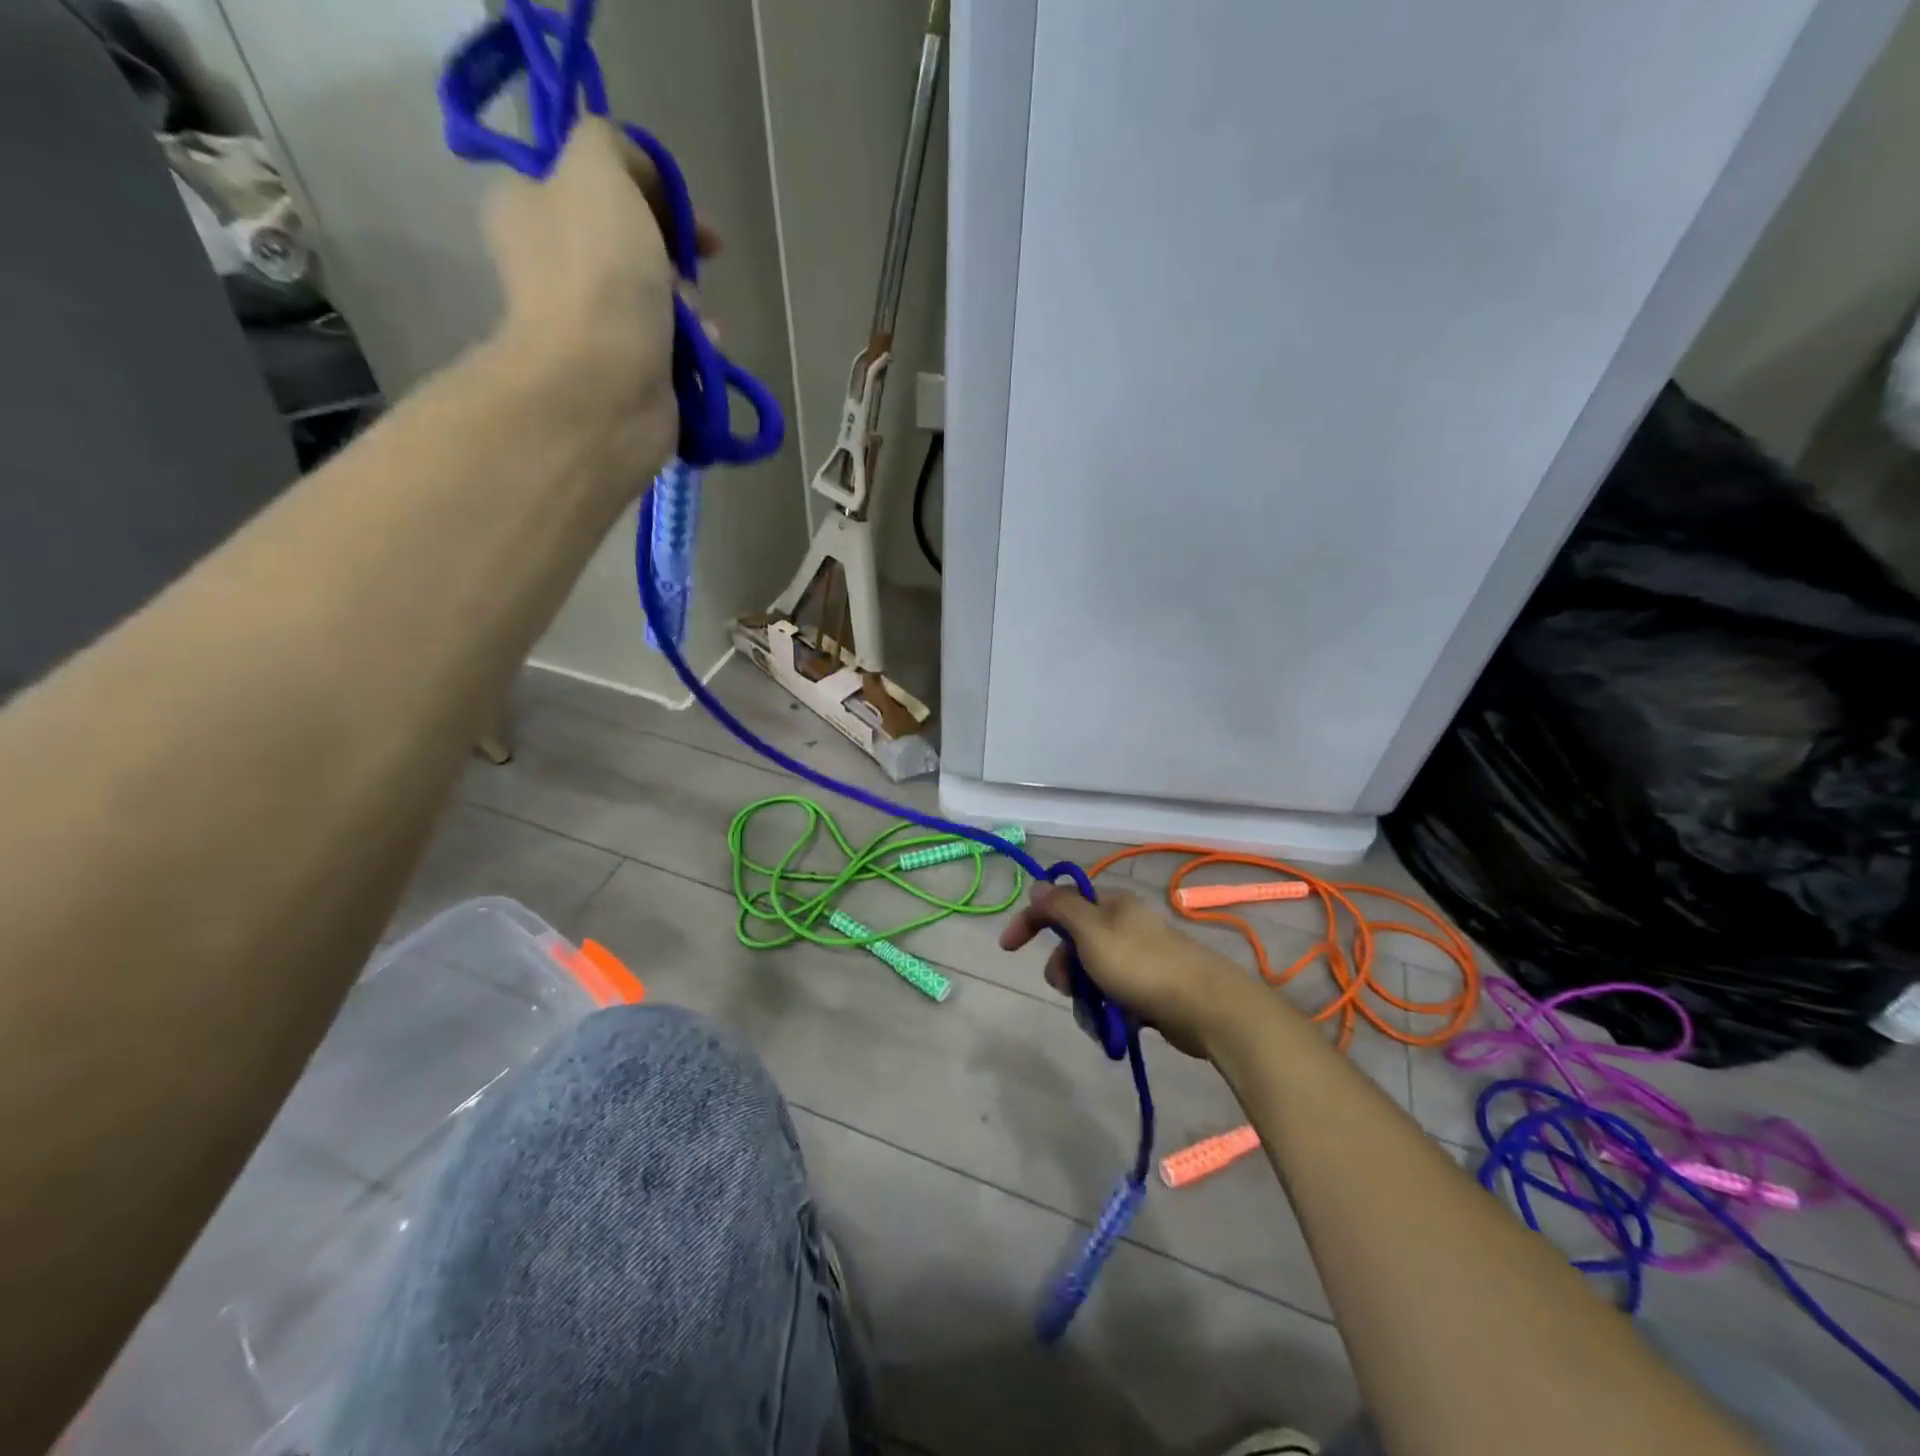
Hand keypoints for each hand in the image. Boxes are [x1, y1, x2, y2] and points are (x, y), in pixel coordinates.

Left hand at [483, 117, 721, 479]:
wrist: (604, 389)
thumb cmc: (598, 276)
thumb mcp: (597, 170)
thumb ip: (612, 145)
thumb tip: (638, 176)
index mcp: (532, 209)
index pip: (593, 183)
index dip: (646, 188)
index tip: (684, 211)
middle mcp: (557, 267)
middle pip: (633, 244)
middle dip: (674, 254)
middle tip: (689, 268)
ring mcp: (593, 327)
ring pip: (659, 300)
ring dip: (690, 305)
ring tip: (697, 321)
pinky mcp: (629, 375)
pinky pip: (674, 349)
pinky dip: (696, 348)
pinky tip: (706, 351)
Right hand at [1000, 883, 1259, 1057]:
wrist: (1205, 1006)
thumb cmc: (1141, 965)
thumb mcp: (1091, 931)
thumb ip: (1062, 907)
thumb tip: (1038, 884)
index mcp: (1111, 905)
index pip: (1059, 903)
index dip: (1030, 920)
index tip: (1007, 947)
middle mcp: (1124, 926)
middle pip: (1074, 943)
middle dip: (1063, 968)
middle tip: (1068, 987)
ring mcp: (1139, 958)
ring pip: (1091, 974)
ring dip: (1083, 995)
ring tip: (1096, 1015)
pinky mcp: (1150, 989)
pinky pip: (1112, 997)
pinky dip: (1106, 1010)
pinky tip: (1112, 1027)